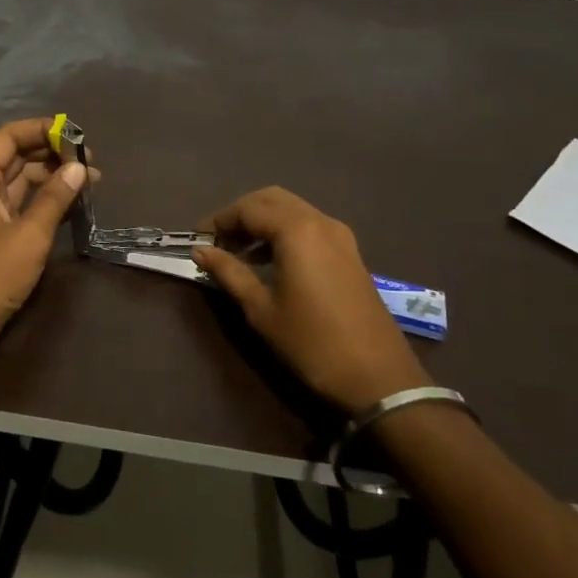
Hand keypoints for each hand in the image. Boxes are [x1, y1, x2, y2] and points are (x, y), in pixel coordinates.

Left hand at [0, 118, 87, 373]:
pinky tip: (72, 205)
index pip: (9, 137)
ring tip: (90, 182)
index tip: (75, 135)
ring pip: (22, 182)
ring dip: (53, 178)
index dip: (41, 129)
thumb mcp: (28, 236)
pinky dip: (46, 201)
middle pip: (17, 157)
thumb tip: (79, 167)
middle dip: (53, 154)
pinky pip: (23, 206)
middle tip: (90, 163)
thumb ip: (54, 198)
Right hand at [194, 187, 428, 416]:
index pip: (247, 208)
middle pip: (271, 199)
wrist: (378, 377)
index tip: (198, 240)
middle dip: (241, 214)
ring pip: (293, 210)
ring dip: (263, 222)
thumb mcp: (261, 309)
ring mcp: (340, 235)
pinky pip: (310, 226)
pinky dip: (285, 232)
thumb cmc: (311, 342)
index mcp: (296, 230)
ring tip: (239, 253)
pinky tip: (271, 262)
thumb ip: (229, 272)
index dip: (219, 220)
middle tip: (219, 241)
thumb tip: (200, 251)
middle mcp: (320, 221)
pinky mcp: (350, 252)